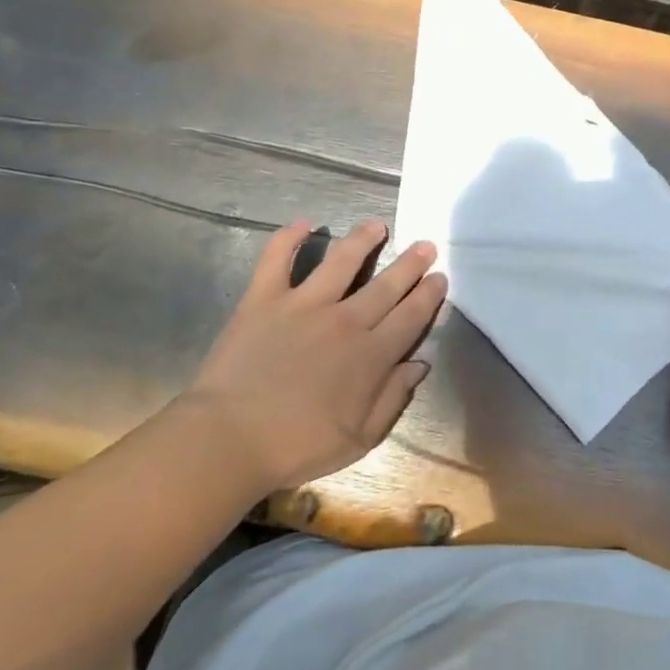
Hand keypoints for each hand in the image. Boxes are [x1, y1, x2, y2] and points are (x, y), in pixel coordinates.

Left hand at [175, 218, 446, 494]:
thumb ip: (393, 398)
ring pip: (341, 261)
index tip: (439, 278)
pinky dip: (288, 237)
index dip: (428, 296)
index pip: (410, 317)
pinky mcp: (264, 299)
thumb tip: (419, 363)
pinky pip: (277, 258)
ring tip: (376, 225)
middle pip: (386, 285)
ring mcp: (303, 305)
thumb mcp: (361, 439)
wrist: (230, 439)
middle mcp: (344, 321)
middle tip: (425, 245)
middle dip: (410, 263)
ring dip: (362, 240)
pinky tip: (303, 223)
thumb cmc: (297, 446)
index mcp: (370, 356)